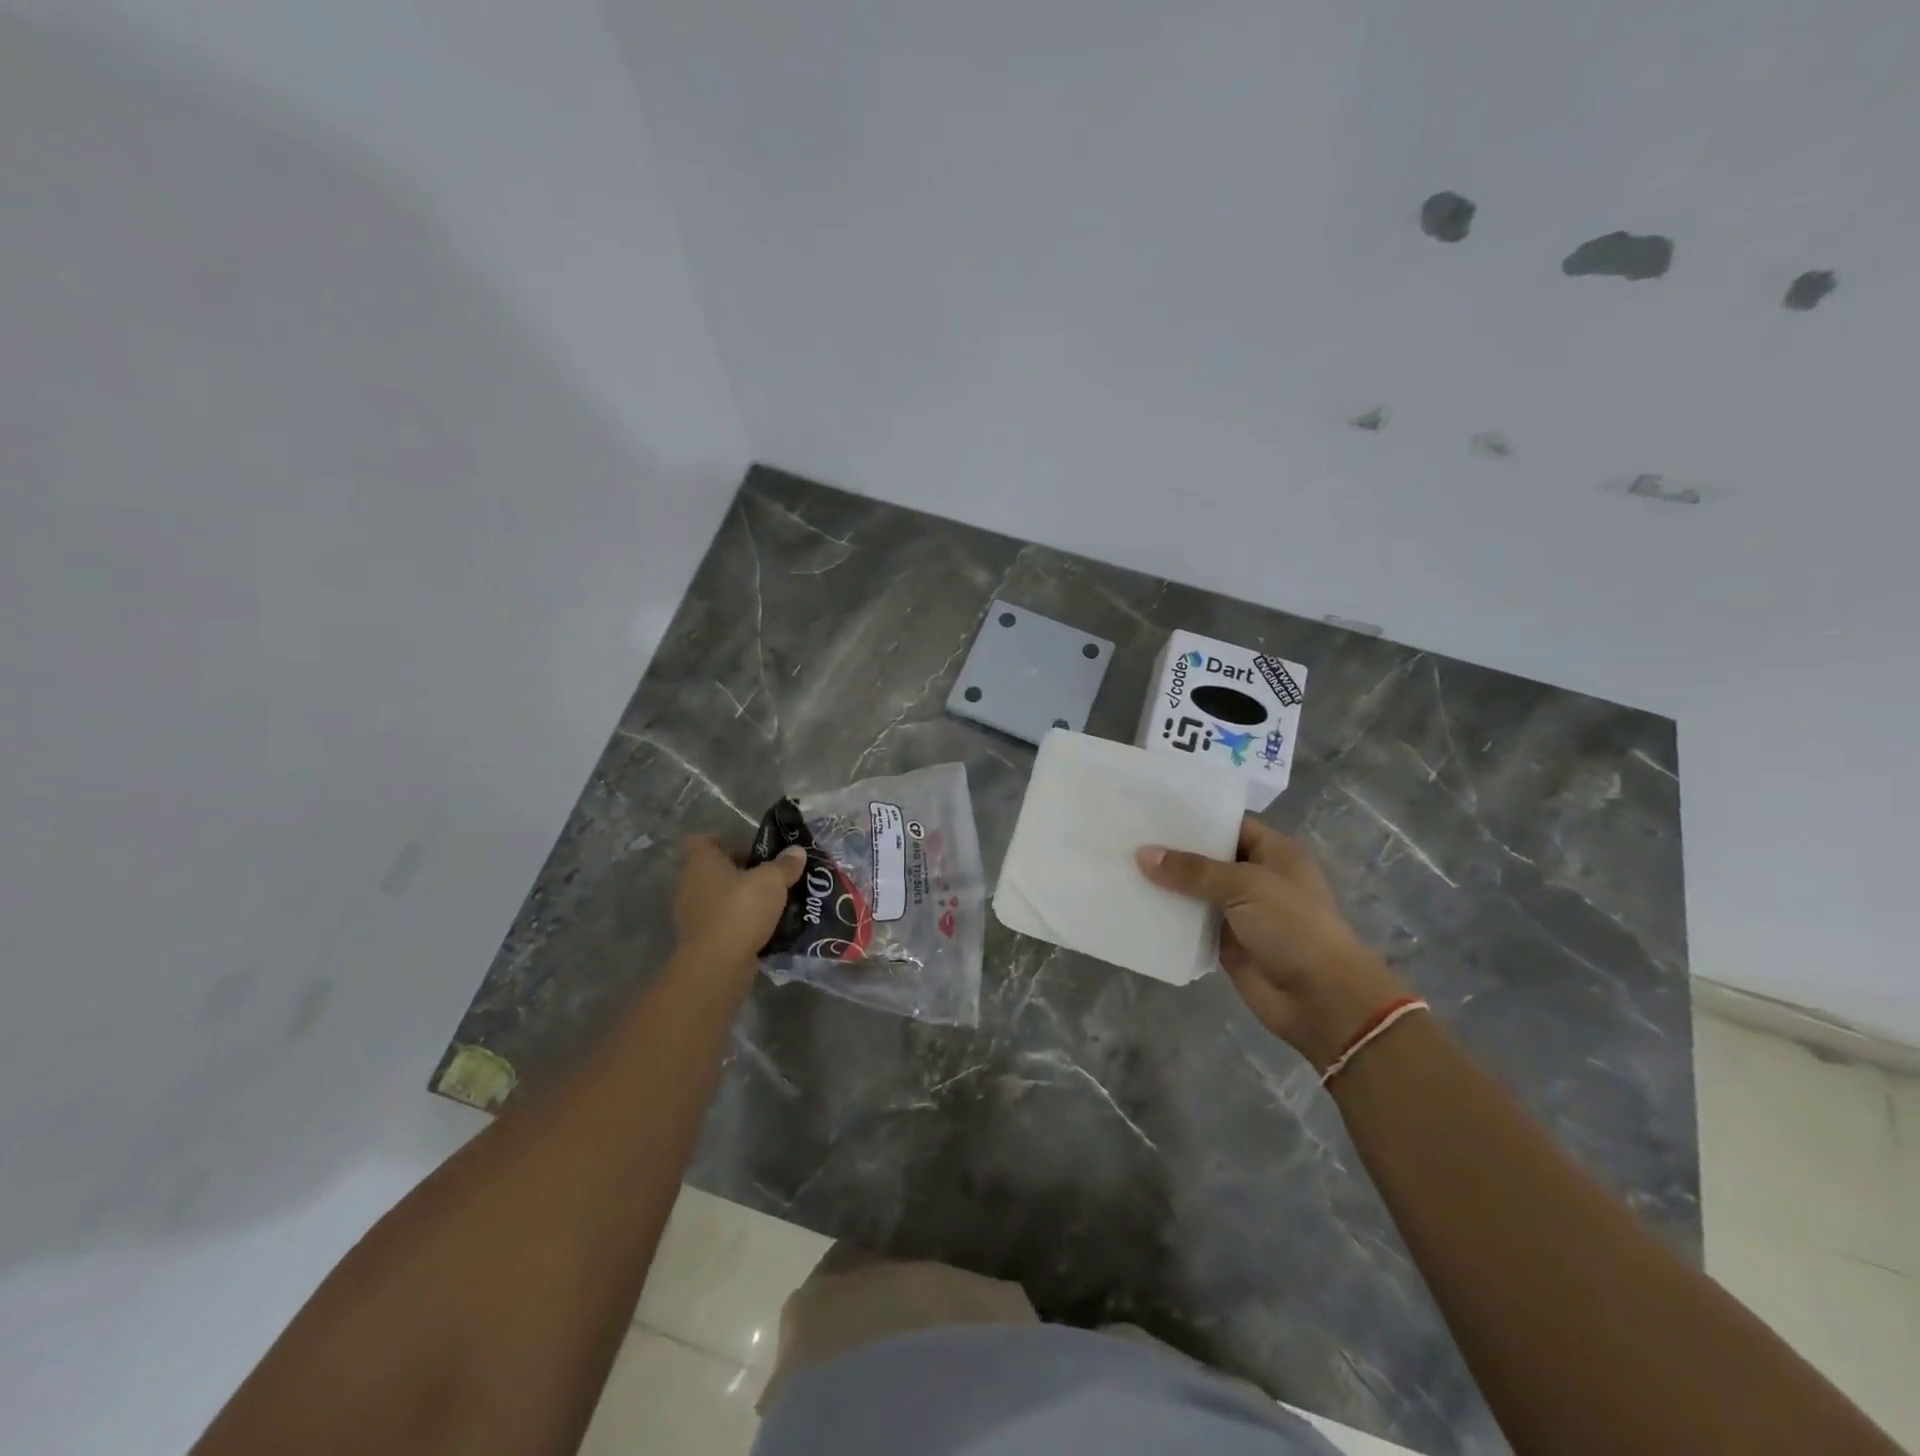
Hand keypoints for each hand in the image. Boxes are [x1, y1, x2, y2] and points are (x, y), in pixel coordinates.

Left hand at [673, 835, 806, 969]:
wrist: (718, 964)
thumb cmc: (741, 909)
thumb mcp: (772, 881)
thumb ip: (785, 864)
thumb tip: (797, 851)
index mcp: (701, 862)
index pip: (704, 841)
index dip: (725, 841)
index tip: (751, 848)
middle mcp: (690, 883)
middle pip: (714, 869)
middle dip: (740, 870)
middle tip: (768, 875)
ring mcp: (691, 913)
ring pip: (718, 896)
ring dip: (739, 897)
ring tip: (770, 901)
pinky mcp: (699, 938)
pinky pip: (721, 921)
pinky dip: (737, 921)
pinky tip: (762, 926)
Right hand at [1136, 819, 1406, 1068]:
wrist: (1321, 1000)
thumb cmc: (1293, 927)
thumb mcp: (1245, 886)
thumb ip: (1193, 870)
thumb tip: (1143, 854)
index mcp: (1274, 853)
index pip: (1228, 825)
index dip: (1194, 819)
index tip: (1151, 812)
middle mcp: (1256, 878)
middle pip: (1207, 859)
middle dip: (1172, 852)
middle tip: (1126, 835)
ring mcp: (1240, 912)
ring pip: (1195, 892)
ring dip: (1165, 886)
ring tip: (1120, 865)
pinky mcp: (1225, 943)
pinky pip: (1191, 924)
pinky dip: (1168, 918)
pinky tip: (1134, 905)